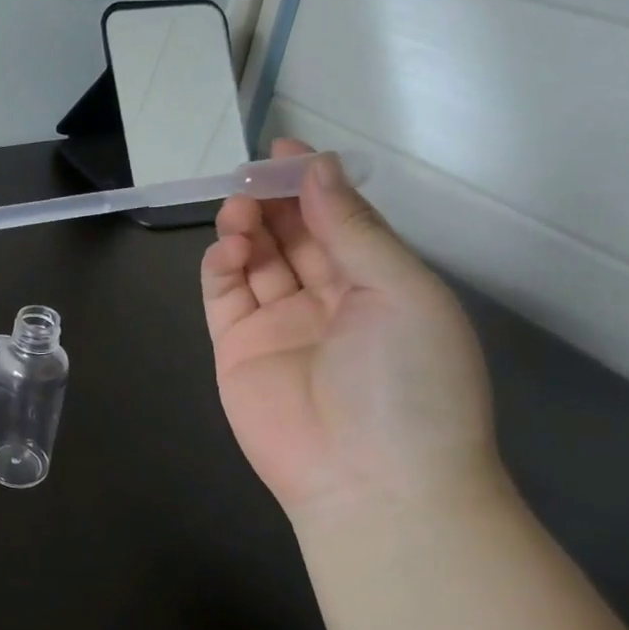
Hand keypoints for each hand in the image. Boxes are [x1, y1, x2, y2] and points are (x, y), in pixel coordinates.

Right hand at [201, 139, 504, 519]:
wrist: (371, 480)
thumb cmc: (408, 380)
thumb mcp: (400, 291)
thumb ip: (352, 229)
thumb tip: (318, 168)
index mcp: (379, 285)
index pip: (339, 221)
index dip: (313, 183)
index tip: (284, 149)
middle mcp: (327, 300)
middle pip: (292, 236)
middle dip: (273, 200)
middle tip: (251, 175)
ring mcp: (278, 325)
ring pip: (254, 260)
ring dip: (244, 227)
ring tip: (238, 209)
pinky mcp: (236, 348)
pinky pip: (223, 295)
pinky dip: (221, 265)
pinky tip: (228, 248)